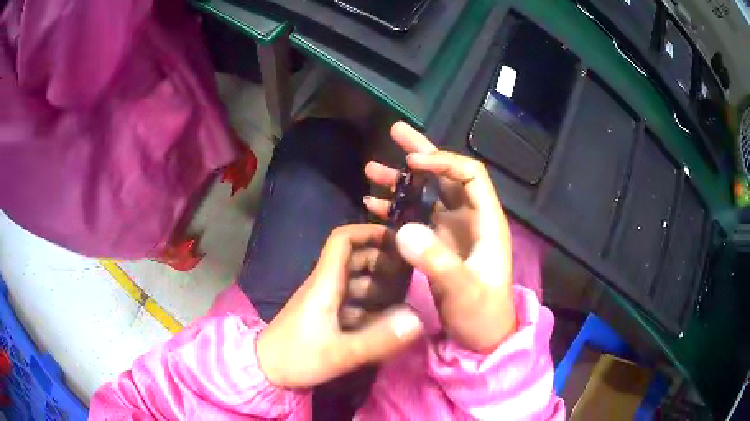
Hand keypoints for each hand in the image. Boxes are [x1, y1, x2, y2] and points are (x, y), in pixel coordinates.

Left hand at [256, 224, 423, 388]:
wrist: (265, 370)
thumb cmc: (297, 358)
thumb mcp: (340, 353)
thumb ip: (378, 339)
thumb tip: (418, 320)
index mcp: (325, 283)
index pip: (342, 240)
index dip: (369, 232)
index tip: (397, 240)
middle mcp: (325, 285)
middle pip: (354, 258)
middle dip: (381, 261)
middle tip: (409, 276)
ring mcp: (324, 300)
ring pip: (355, 281)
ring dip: (378, 284)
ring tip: (404, 298)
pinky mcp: (325, 315)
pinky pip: (352, 300)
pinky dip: (370, 303)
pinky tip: (386, 319)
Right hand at [364, 122, 516, 352]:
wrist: (481, 339)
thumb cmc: (481, 316)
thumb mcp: (463, 291)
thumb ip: (437, 262)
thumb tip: (403, 229)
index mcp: (486, 222)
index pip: (469, 175)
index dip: (443, 162)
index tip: (412, 163)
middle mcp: (470, 220)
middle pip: (447, 177)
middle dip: (421, 154)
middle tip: (395, 133)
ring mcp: (453, 232)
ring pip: (428, 195)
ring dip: (402, 182)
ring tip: (371, 171)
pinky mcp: (438, 246)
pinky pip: (416, 218)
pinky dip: (397, 209)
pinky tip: (374, 205)